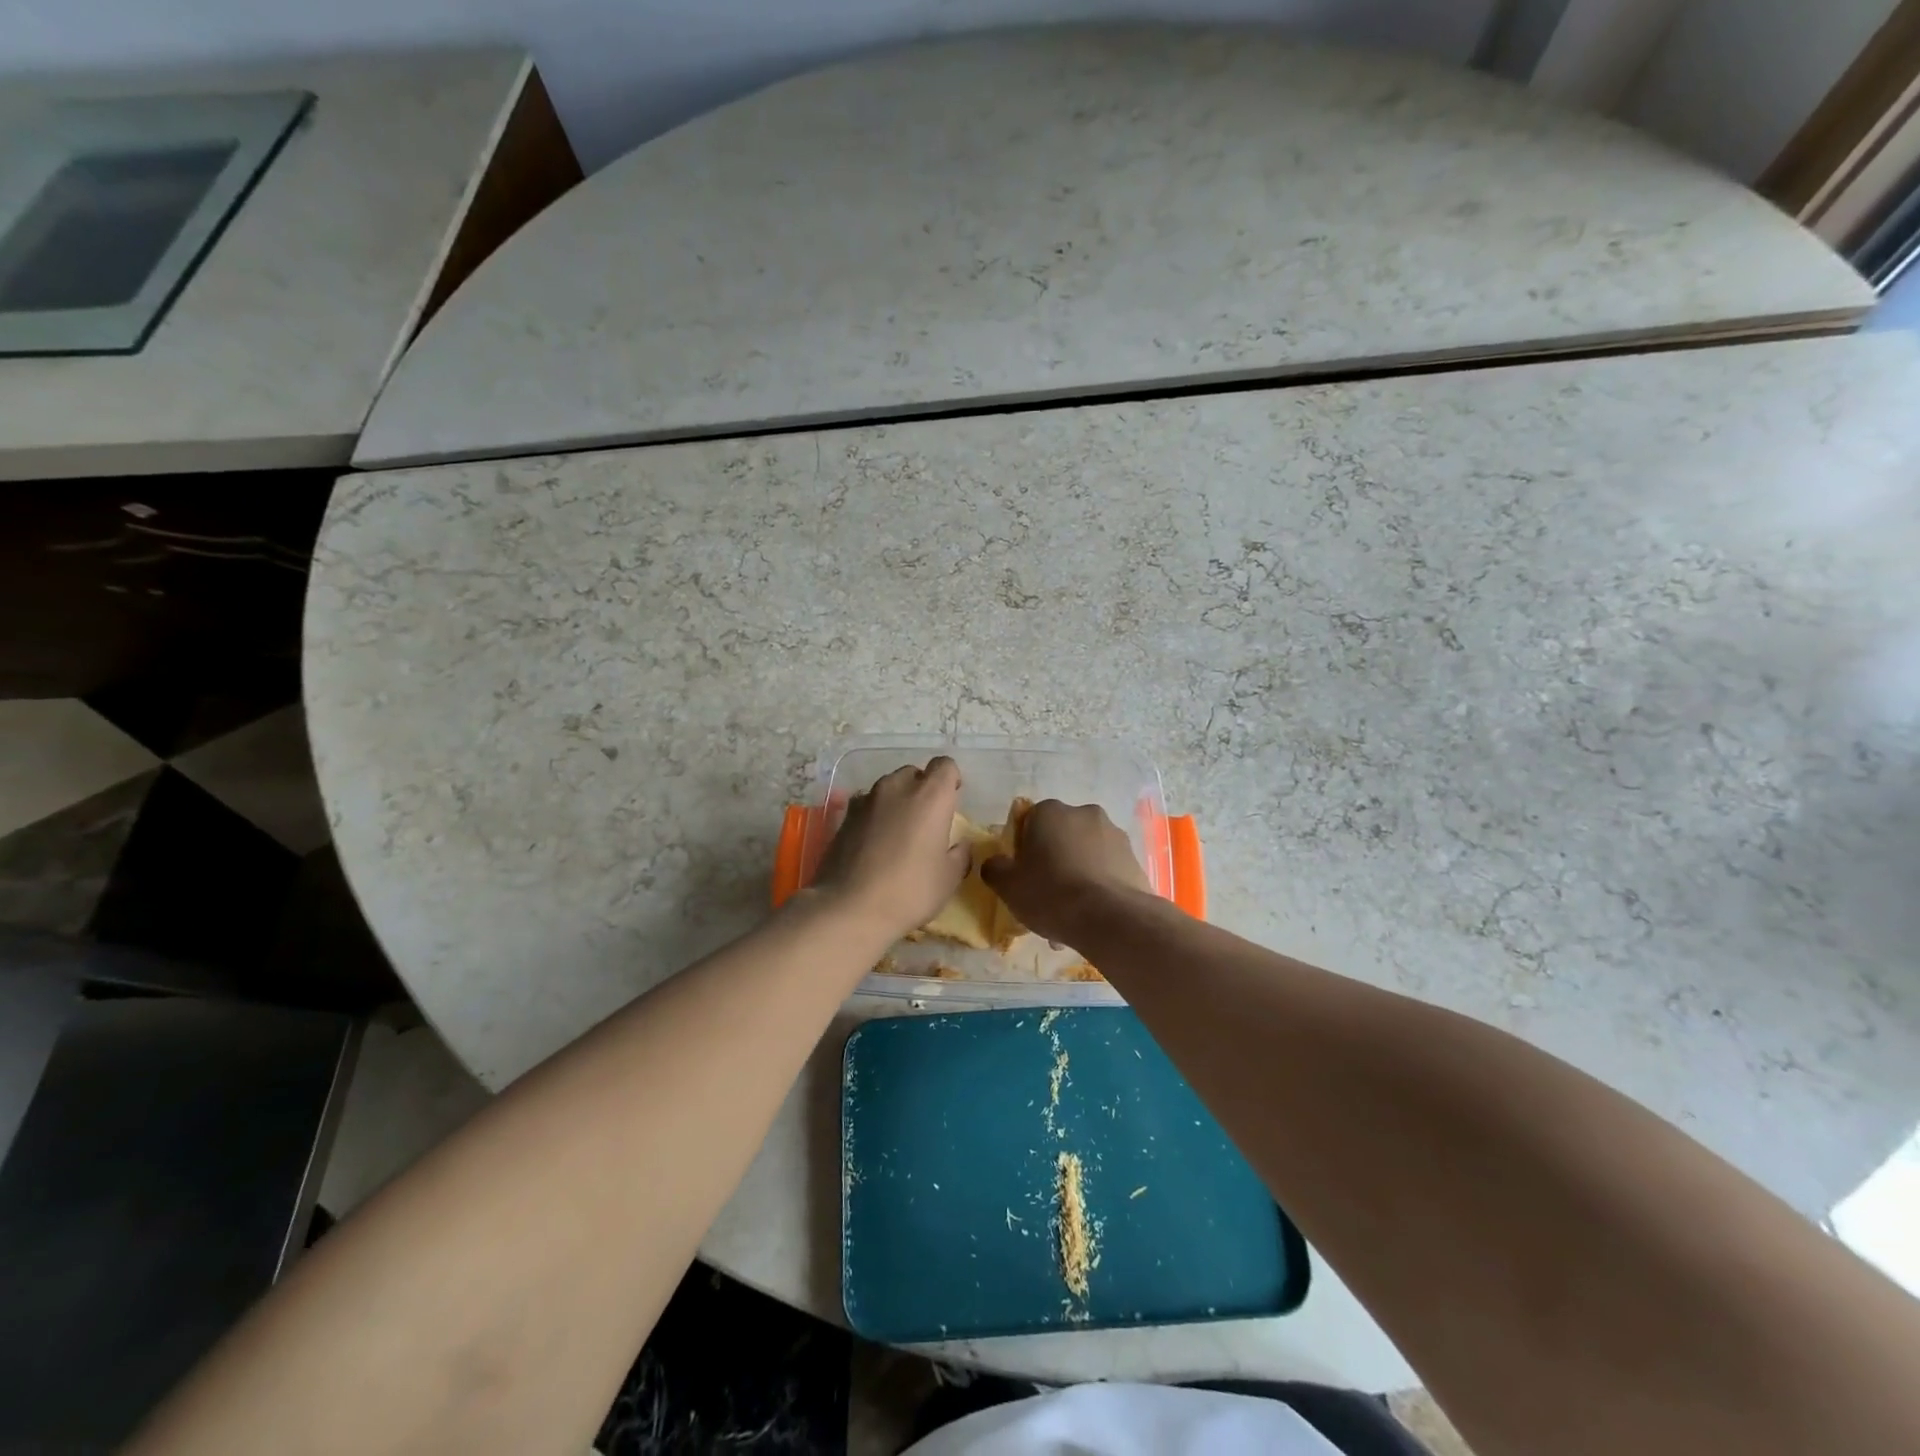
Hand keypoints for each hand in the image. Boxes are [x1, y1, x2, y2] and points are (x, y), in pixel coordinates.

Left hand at [811, 758, 969, 939]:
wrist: (849, 908)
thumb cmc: (910, 891)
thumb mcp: (949, 879)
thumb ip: (959, 854)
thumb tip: (959, 846)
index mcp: (930, 796)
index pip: (945, 765)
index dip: (951, 779)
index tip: (953, 800)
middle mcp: (897, 787)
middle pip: (914, 774)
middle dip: (923, 790)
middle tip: (927, 820)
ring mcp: (866, 799)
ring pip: (888, 788)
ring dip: (898, 801)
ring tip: (899, 832)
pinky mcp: (844, 816)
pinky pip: (867, 805)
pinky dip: (876, 815)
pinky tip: (875, 843)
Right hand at [981, 800, 1152, 946]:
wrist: (1111, 918)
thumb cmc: (1051, 893)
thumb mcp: (1008, 885)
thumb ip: (994, 868)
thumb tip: (995, 863)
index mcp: (1050, 811)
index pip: (1029, 822)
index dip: (1024, 849)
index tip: (1024, 875)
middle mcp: (1084, 813)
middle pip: (1060, 837)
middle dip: (1053, 862)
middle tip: (1046, 897)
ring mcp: (1115, 834)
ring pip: (1085, 855)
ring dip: (1076, 876)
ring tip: (1070, 916)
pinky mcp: (1135, 858)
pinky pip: (1107, 870)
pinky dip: (1098, 887)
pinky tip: (1091, 917)